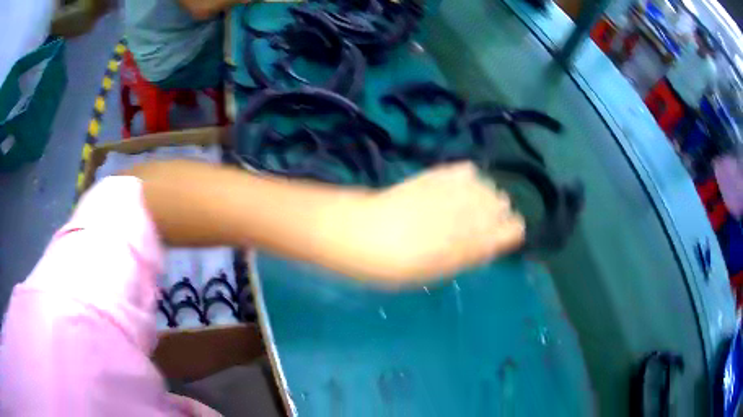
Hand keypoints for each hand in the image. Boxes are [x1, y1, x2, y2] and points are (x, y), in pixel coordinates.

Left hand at [332, 162, 524, 285]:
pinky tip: (456, 187)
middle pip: (501, 203)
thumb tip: (494, 243)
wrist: (357, 232)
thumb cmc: (393, 264)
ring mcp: (451, 188)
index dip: (510, 232)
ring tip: (467, 206)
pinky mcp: (434, 174)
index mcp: (469, 241)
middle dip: (497, 214)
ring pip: (487, 185)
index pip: (511, 229)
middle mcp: (467, 211)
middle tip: (479, 225)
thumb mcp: (434, 271)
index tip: (503, 237)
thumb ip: (468, 255)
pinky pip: (465, 170)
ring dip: (484, 195)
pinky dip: (467, 179)